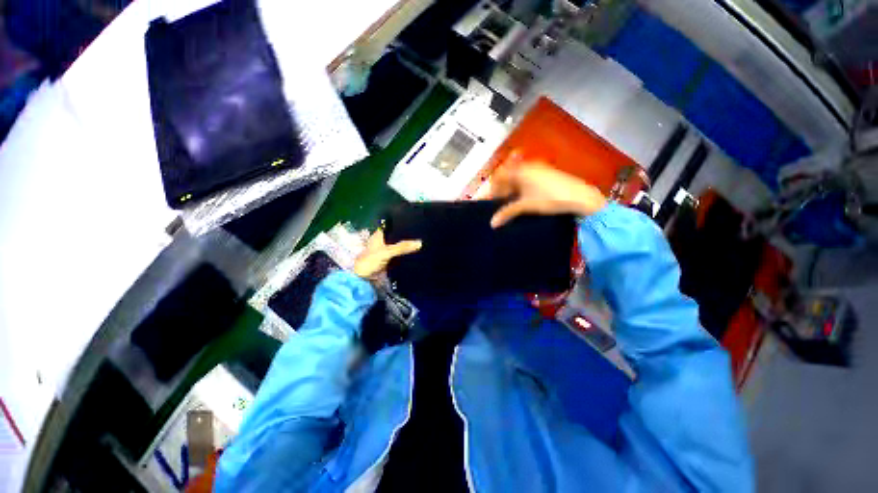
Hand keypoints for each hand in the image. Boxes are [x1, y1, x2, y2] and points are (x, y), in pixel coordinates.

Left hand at [353, 229, 421, 280]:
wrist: (363, 280)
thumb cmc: (370, 261)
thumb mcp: (387, 252)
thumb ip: (402, 247)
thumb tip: (419, 243)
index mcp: (379, 235)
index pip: (393, 227)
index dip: (403, 225)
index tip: (416, 225)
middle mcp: (383, 241)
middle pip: (398, 237)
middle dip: (408, 237)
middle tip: (422, 235)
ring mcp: (387, 251)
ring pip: (400, 246)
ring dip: (407, 246)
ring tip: (422, 242)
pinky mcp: (390, 260)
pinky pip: (400, 255)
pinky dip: (406, 254)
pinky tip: (415, 253)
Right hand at [490, 155, 607, 227]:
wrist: (580, 196)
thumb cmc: (549, 198)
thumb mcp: (525, 206)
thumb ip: (507, 212)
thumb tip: (492, 223)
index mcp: (520, 170)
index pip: (498, 177)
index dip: (491, 189)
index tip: (488, 201)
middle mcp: (527, 166)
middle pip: (507, 176)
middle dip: (500, 189)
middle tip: (497, 203)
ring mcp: (538, 169)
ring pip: (517, 178)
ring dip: (510, 189)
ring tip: (509, 203)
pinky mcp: (546, 174)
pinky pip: (526, 179)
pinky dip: (520, 188)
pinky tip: (522, 199)